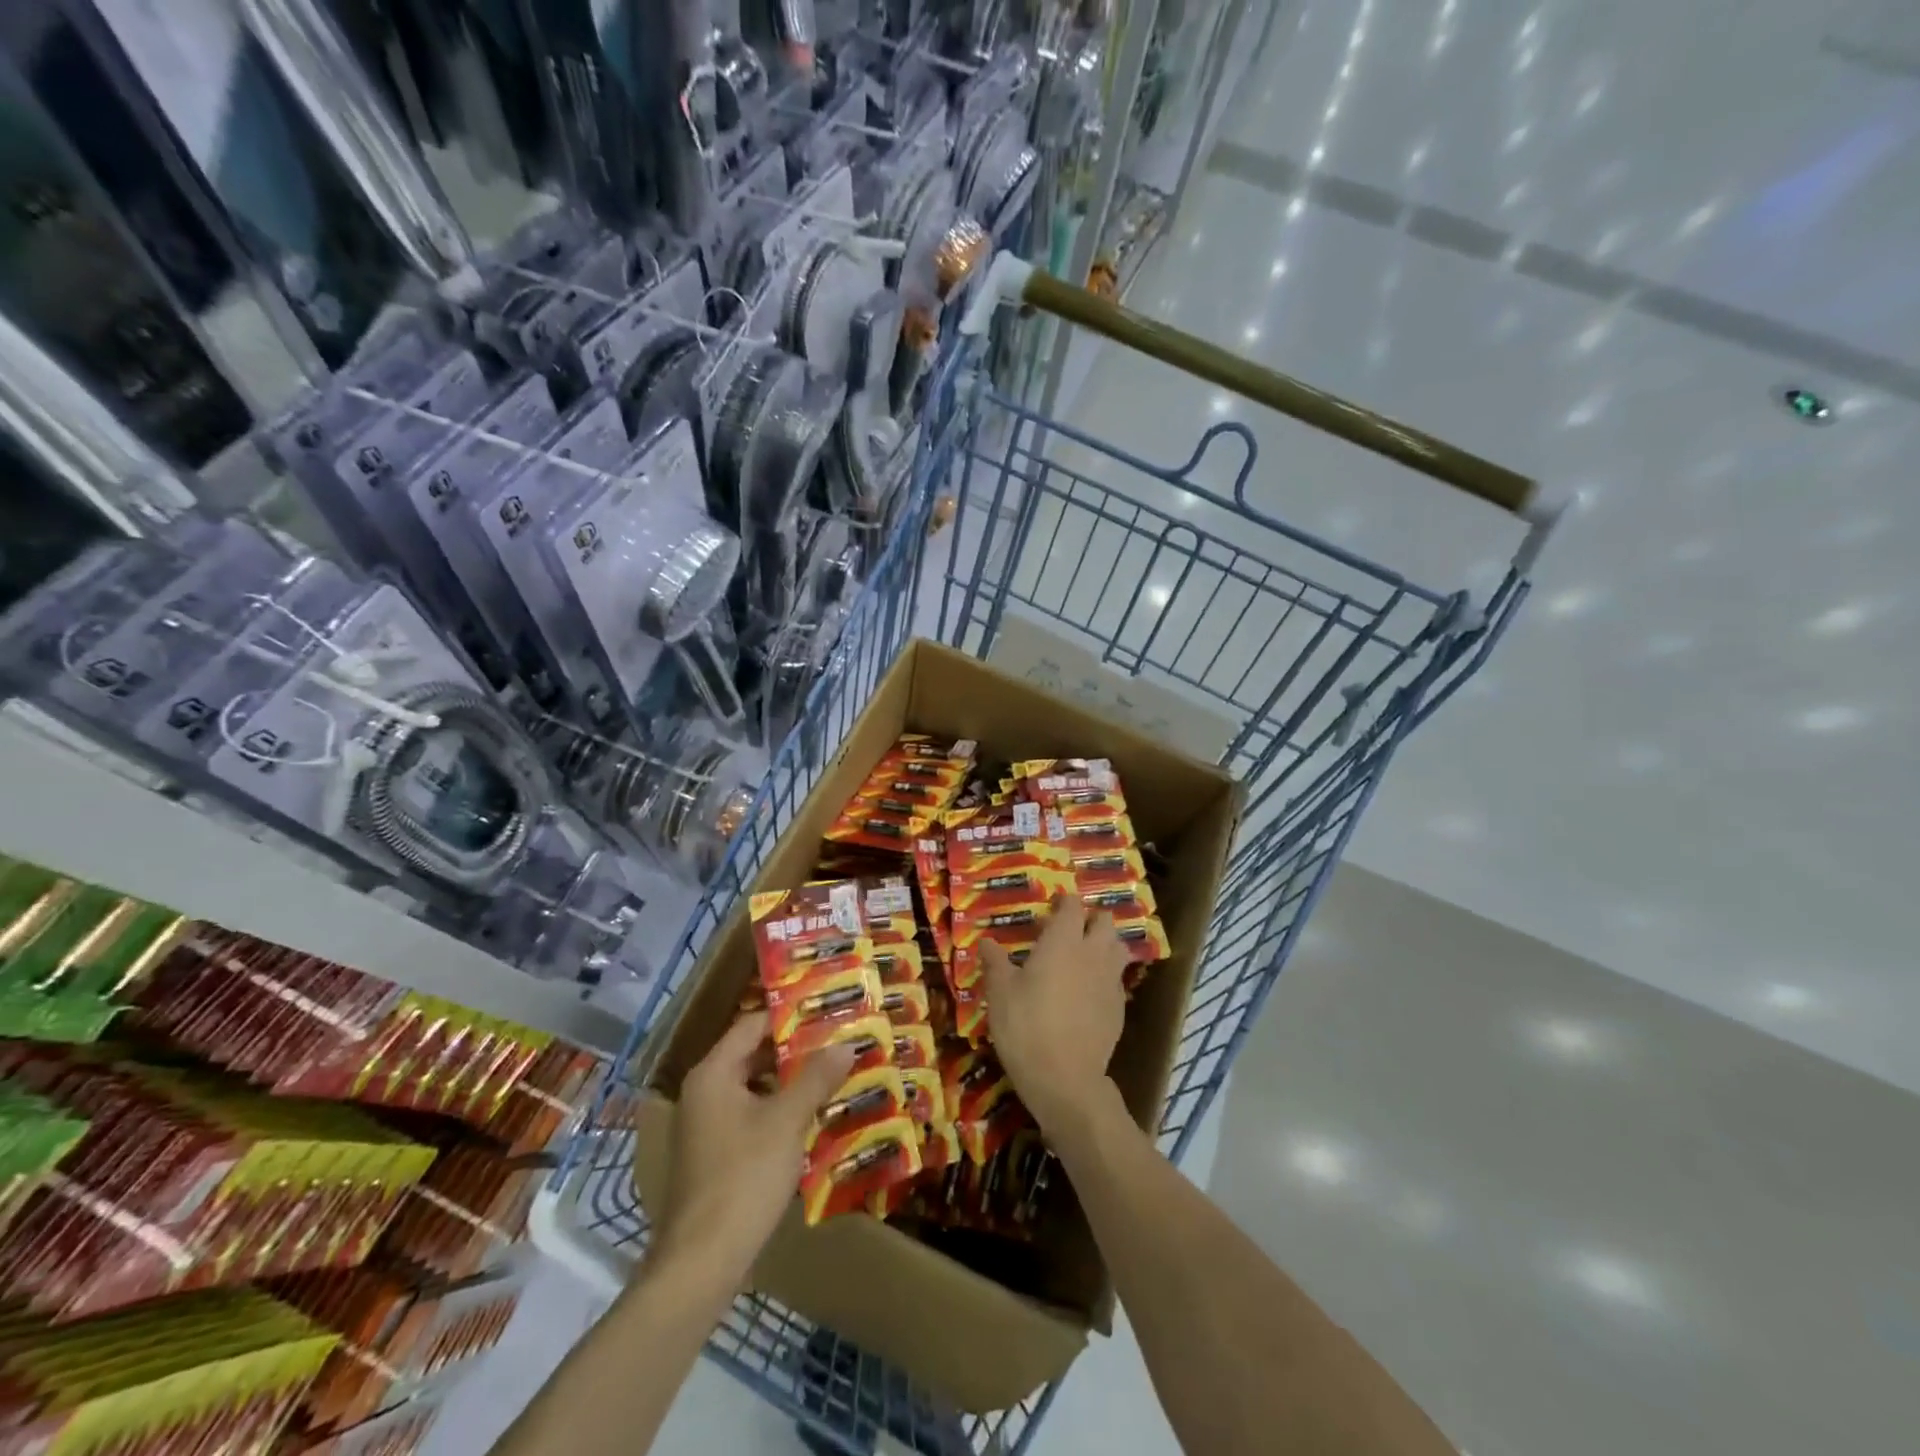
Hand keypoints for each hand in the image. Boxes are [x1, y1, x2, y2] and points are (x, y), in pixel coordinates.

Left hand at [652, 1011, 853, 1277]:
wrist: (701, 1263)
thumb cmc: (744, 1178)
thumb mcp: (787, 1121)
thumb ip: (817, 1077)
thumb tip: (847, 1042)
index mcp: (713, 1073)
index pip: (753, 1024)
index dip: (791, 1016)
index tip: (828, 1012)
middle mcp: (704, 1091)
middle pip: (754, 1054)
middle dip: (797, 1051)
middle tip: (839, 1043)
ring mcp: (706, 1126)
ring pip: (755, 1088)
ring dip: (791, 1083)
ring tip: (834, 1076)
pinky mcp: (714, 1155)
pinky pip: (751, 1116)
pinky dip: (780, 1111)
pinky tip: (813, 1118)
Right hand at [979, 893, 1130, 1133]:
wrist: (1065, 1079)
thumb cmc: (1026, 1027)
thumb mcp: (1000, 993)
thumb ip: (995, 962)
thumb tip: (986, 941)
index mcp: (1063, 941)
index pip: (1073, 905)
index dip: (1064, 901)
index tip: (1051, 907)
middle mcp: (1092, 953)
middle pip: (1105, 921)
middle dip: (1090, 919)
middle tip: (1068, 931)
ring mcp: (1110, 980)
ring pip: (1118, 947)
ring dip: (1105, 944)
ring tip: (1084, 957)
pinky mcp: (1119, 1007)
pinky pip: (1117, 979)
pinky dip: (1106, 976)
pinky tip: (1088, 993)